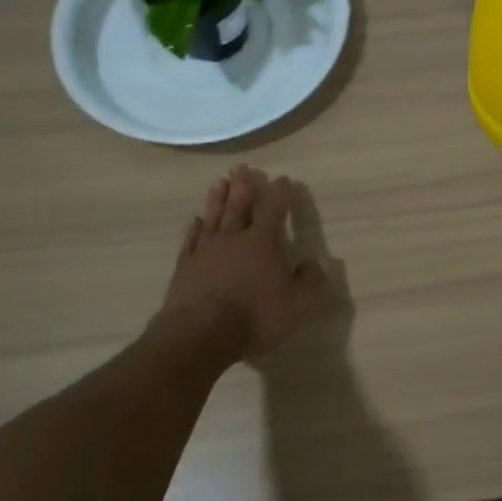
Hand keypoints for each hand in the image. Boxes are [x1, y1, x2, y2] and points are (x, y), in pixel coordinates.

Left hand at [161, 165, 327, 365]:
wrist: (200, 333)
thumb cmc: (255, 317)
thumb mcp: (297, 305)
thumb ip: (310, 282)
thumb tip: (315, 263)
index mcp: (263, 242)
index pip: (274, 209)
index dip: (280, 193)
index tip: (283, 179)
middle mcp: (234, 238)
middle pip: (238, 205)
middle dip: (242, 185)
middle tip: (241, 167)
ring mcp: (206, 250)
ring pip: (213, 217)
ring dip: (217, 199)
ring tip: (219, 182)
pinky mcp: (185, 267)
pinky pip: (191, 241)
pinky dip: (194, 229)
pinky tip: (195, 221)